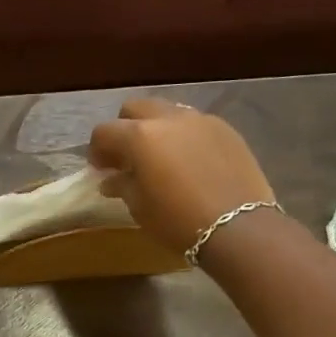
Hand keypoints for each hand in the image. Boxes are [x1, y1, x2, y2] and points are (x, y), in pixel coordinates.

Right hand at [88, 99, 276, 254]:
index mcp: (140, 136)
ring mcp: (200, 120)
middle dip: (125, 128)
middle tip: (126, 157)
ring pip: (167, 112)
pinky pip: (194, 124)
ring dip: (155, 129)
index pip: (104, 131)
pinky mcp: (226, 129)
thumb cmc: (177, 220)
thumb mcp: (140, 207)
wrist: (238, 227)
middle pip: (136, 108)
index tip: (100, 169)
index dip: (97, 150)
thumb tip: (112, 179)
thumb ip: (122, 185)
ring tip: (159, 157)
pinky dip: (182, 136)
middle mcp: (168, 118)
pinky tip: (187, 162)